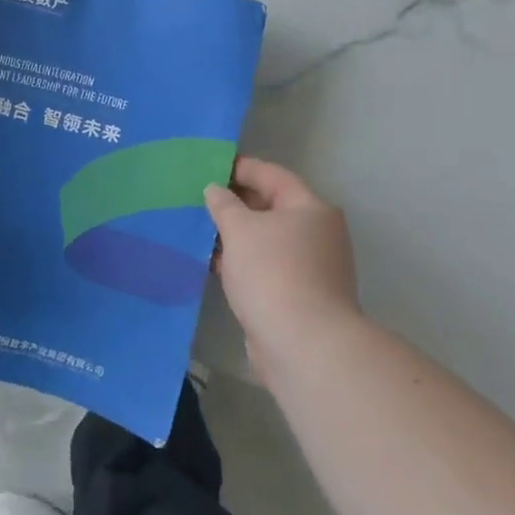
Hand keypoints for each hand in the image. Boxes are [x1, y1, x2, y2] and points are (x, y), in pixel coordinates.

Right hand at [206, 157, 359, 376]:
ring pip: (265, 240)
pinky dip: (241, 262)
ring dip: (234, 235)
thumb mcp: (240, 229)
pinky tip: (212, 262)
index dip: (239, 168)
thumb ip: (223, 204)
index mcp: (310, 208)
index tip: (207, 167)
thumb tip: (215, 190)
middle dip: (234, 203)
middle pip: (270, 207)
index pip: (272, 175)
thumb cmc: (273, 273)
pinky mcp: (298, 296)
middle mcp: (316, 234)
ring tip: (198, 229)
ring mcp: (310, 267)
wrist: (304, 347)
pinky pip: (264, 267)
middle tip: (197, 198)